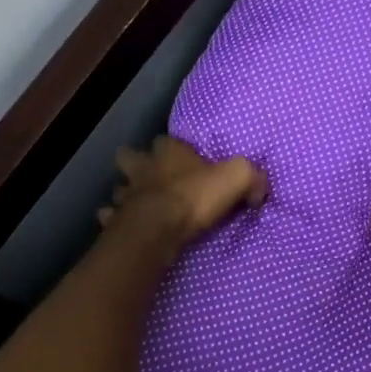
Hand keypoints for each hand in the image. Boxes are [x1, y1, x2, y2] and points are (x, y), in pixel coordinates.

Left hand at [98, 135, 267, 251]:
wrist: (157, 231)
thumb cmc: (194, 198)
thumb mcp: (236, 178)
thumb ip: (251, 176)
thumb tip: (259, 187)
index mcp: (169, 153)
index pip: (167, 140)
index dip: (173, 148)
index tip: (181, 157)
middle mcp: (143, 169)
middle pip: (130, 158)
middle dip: (136, 163)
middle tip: (148, 175)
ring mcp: (125, 195)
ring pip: (120, 188)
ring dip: (126, 194)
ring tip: (135, 204)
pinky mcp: (115, 221)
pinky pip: (110, 217)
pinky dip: (114, 220)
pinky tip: (121, 226)